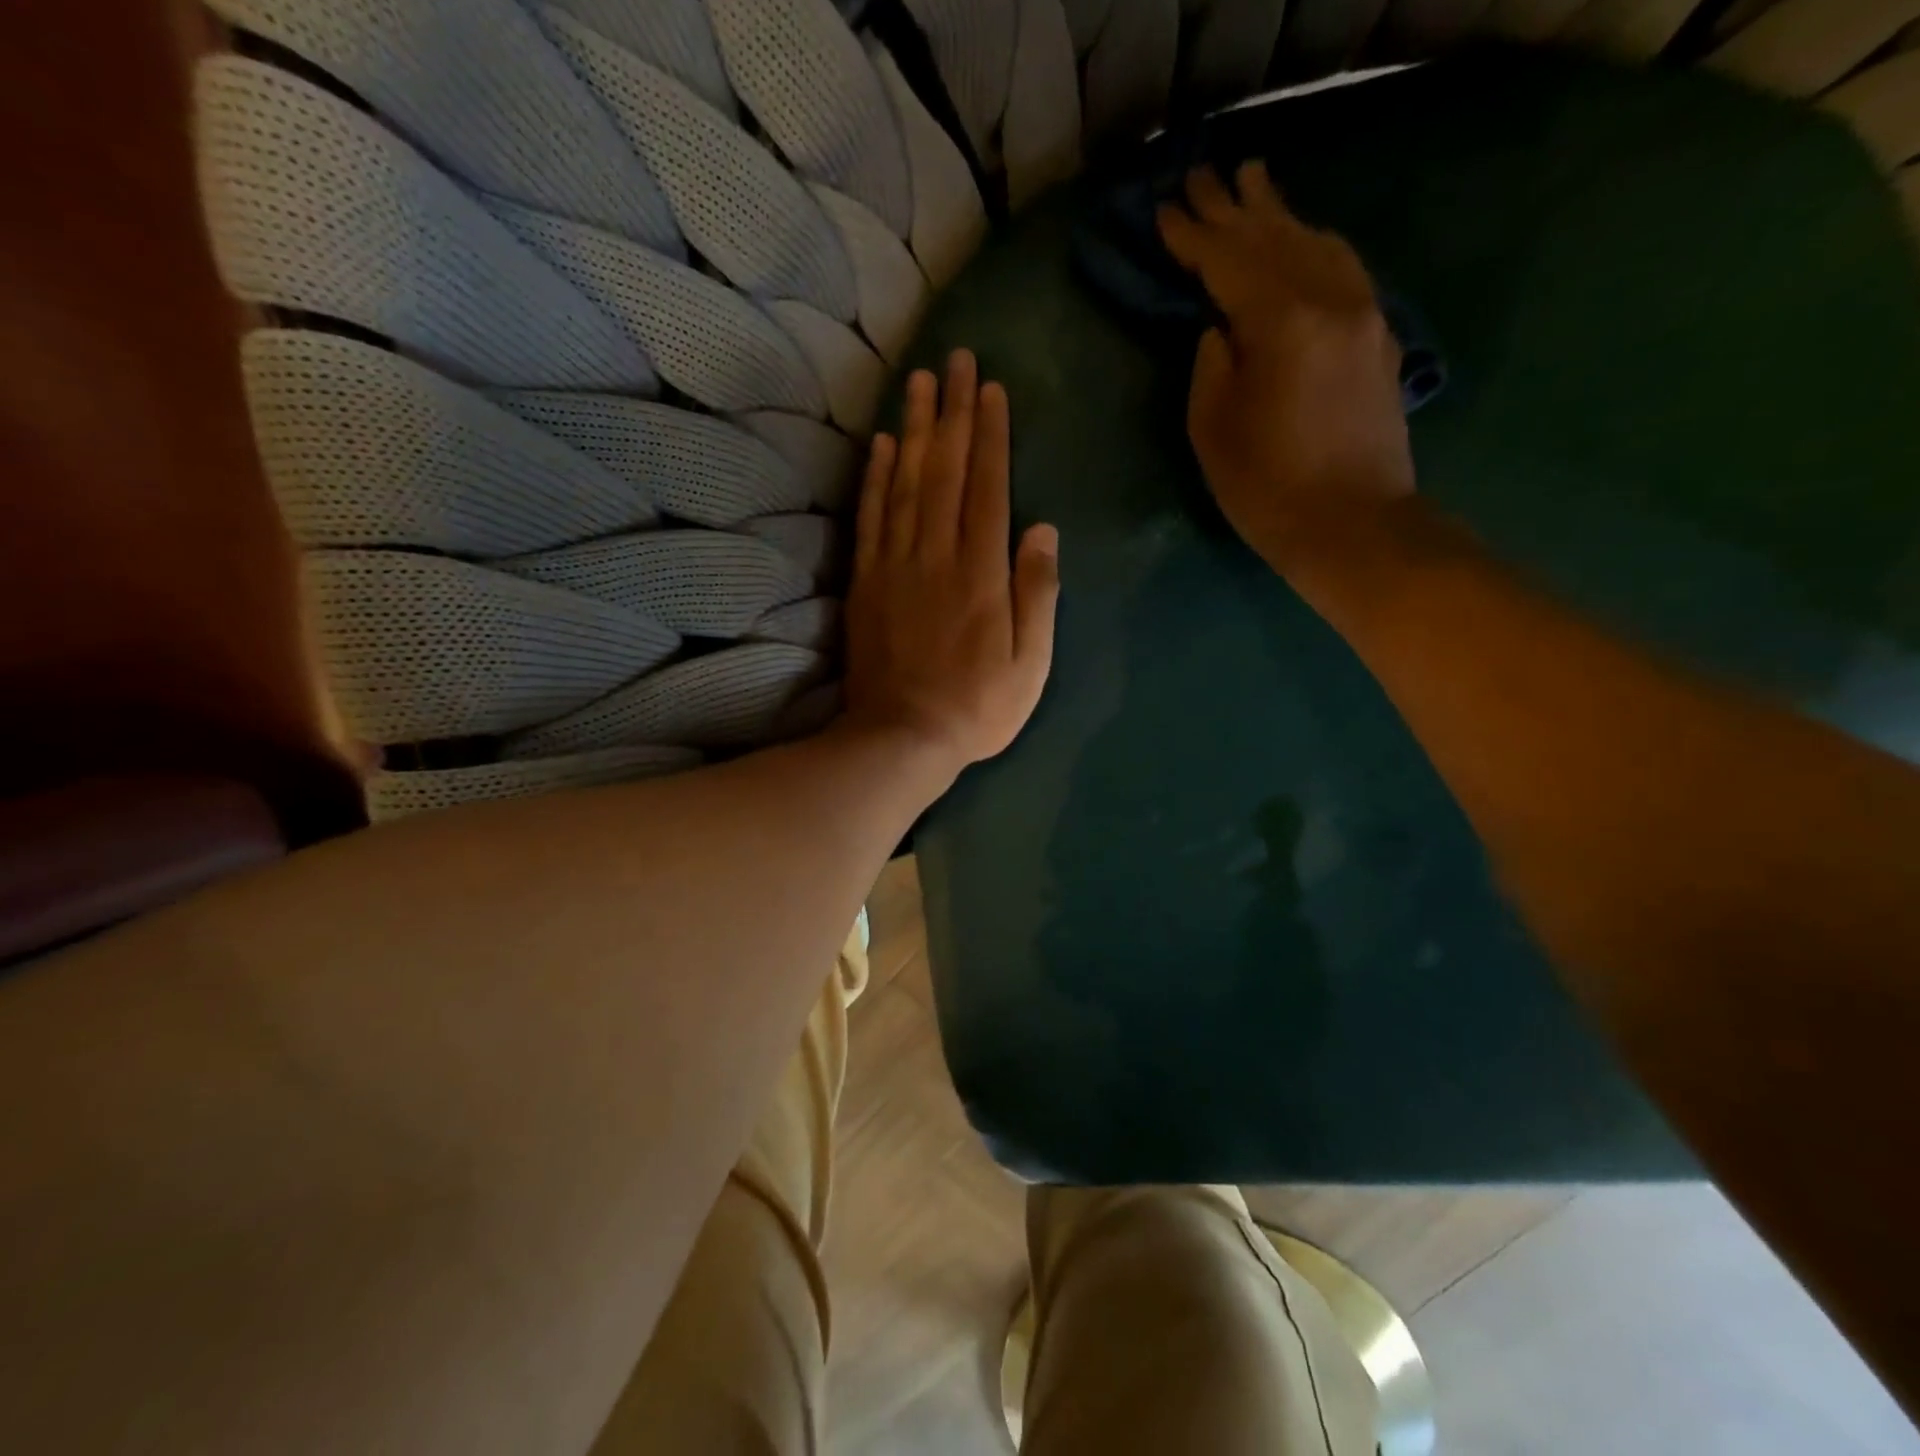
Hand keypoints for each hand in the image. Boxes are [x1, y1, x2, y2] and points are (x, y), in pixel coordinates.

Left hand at [842, 349, 1059, 773]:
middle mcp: (936, 556)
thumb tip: (1043, 529)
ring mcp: (895, 566)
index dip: (990, 436)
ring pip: (904, 484)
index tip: (991, 390)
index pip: (987, 488)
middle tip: (955, 360)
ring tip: (918, 382)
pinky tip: (879, 445)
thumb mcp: (1030, 664)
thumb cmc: (977, 707)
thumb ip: (1037, 593)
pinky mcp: (866, 582)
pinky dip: (875, 477)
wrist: (902, 738)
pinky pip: (870, 517)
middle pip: (944, 471)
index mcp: (981, 574)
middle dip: (952, 412)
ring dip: (912, 429)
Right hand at [1157, 160, 1414, 568]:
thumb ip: (1211, 364)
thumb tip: (1220, 327)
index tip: (1165, 207)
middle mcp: (1331, 298)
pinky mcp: (1379, 335)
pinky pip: (1343, 267)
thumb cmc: (1267, 488)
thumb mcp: (1212, 430)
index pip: (1228, 260)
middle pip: (1275, 237)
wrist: (1353, 526)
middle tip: (1201, 174)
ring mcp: (1364, 312)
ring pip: (1316, 242)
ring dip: (1279, 214)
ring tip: (1252, 184)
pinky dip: (1313, 244)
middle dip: (1233, 207)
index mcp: (1282, 321)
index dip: (1192, 235)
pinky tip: (1302, 238)